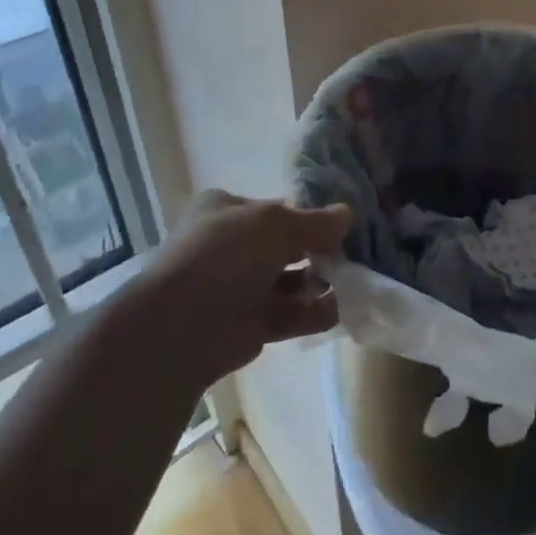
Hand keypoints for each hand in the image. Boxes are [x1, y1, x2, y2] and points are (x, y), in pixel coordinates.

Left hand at [144, 190, 350, 382]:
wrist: (181, 326)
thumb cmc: (225, 255)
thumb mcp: (275, 224)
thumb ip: (315, 222)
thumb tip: (347, 214)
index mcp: (226, 210)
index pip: (275, 208)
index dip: (309, 214)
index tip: (342, 223)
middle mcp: (231, 246)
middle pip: (285, 246)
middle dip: (319, 251)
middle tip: (354, 253)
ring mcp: (239, 287)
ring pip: (290, 280)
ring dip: (321, 282)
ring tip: (354, 281)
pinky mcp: (249, 324)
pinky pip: (290, 314)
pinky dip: (315, 312)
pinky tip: (343, 308)